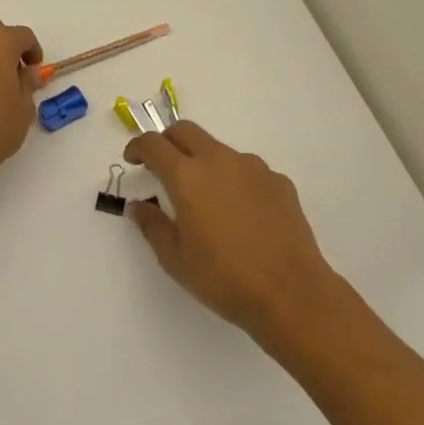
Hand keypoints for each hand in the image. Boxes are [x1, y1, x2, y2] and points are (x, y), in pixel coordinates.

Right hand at [123, 122, 338, 340]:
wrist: (291, 293)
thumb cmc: (224, 278)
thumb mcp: (175, 259)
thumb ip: (152, 226)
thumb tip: (139, 206)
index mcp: (187, 176)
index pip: (153, 144)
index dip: (138, 147)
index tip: (132, 159)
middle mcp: (219, 160)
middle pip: (186, 131)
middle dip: (168, 141)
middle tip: (162, 165)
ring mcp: (253, 167)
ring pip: (219, 150)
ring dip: (204, 162)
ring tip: (206, 199)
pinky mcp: (279, 181)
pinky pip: (248, 171)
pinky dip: (235, 181)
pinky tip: (241, 213)